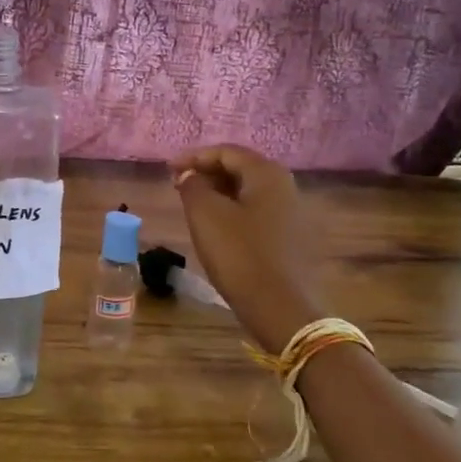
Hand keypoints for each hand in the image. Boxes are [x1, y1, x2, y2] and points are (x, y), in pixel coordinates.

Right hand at [170, 144, 321, 351]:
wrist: (282, 309)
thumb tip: (189, 175)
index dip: (194, 157)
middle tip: (178, 186)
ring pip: (248, 192)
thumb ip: (192, 186)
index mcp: (267, 174)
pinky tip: (217, 228)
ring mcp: (292, 213)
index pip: (226, 152)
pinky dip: (233, 212)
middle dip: (207, 174)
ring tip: (192, 206)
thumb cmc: (240, 255)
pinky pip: (257, 213)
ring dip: (219, 194)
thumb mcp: (205, 216)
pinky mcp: (291, 238)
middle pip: (240, 169)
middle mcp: (285, 186)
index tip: (168, 170)